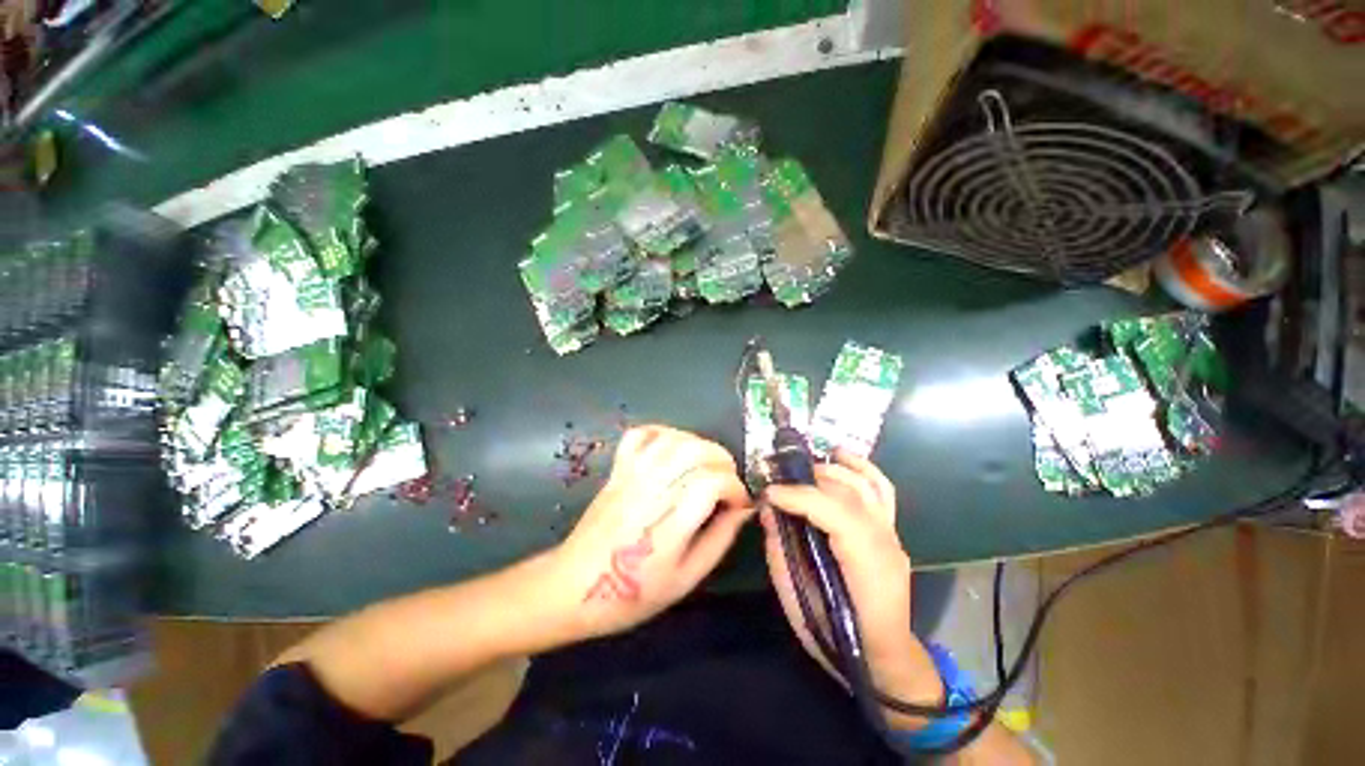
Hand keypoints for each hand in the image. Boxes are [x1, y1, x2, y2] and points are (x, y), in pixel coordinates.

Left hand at [553, 425, 753, 640]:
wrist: (573, 587)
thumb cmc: (632, 593)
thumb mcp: (686, 580)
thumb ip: (719, 540)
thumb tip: (743, 511)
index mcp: (671, 522)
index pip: (714, 481)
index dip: (736, 488)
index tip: (739, 504)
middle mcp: (653, 489)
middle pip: (697, 450)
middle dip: (723, 461)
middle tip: (726, 483)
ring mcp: (632, 474)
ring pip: (674, 438)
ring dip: (699, 444)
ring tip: (705, 466)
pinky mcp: (618, 468)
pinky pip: (641, 434)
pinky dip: (663, 432)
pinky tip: (673, 448)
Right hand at [762, 448, 943, 729]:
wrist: (883, 656)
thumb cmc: (838, 636)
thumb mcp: (799, 603)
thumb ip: (781, 553)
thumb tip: (768, 511)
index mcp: (866, 564)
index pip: (834, 512)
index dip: (798, 497)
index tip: (769, 493)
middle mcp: (884, 541)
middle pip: (847, 492)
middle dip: (808, 480)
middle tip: (778, 482)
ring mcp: (892, 532)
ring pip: (865, 483)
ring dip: (832, 469)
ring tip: (803, 469)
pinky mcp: (890, 529)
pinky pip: (881, 488)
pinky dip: (861, 467)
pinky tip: (840, 456)